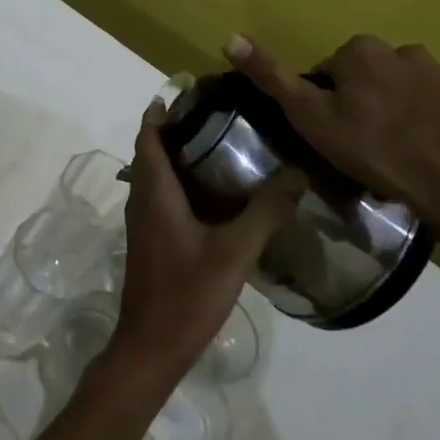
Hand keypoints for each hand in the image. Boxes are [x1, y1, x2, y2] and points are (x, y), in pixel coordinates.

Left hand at [104, 102, 301, 390]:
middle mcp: (141, 198)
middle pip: (151, 151)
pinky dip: (179, 184)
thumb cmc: (187, 293)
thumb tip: (298, 172)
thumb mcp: (234, 251)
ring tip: (220, 149)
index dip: (164, 111)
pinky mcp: (150, 241)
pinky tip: (214, 197)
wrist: (152, 345)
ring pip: (155, 175)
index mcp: (153, 190)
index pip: (149, 134)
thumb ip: (265, 211)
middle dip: (176, 131)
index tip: (192, 94)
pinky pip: (160, 197)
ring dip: (177, 158)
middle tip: (217, 119)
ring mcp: (142, 221)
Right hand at [223, 33, 439, 274]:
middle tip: (359, 145)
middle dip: (360, 103)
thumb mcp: (309, 117)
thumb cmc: (373, 151)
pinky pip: (434, 106)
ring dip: (393, 111)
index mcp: (361, 50)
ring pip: (400, 90)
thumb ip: (271, 76)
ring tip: (392, 152)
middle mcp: (402, 50)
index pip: (328, 72)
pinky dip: (424, 122)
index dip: (324, 103)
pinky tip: (422, 152)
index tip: (331, 134)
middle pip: (365, 77)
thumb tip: (230, 37)